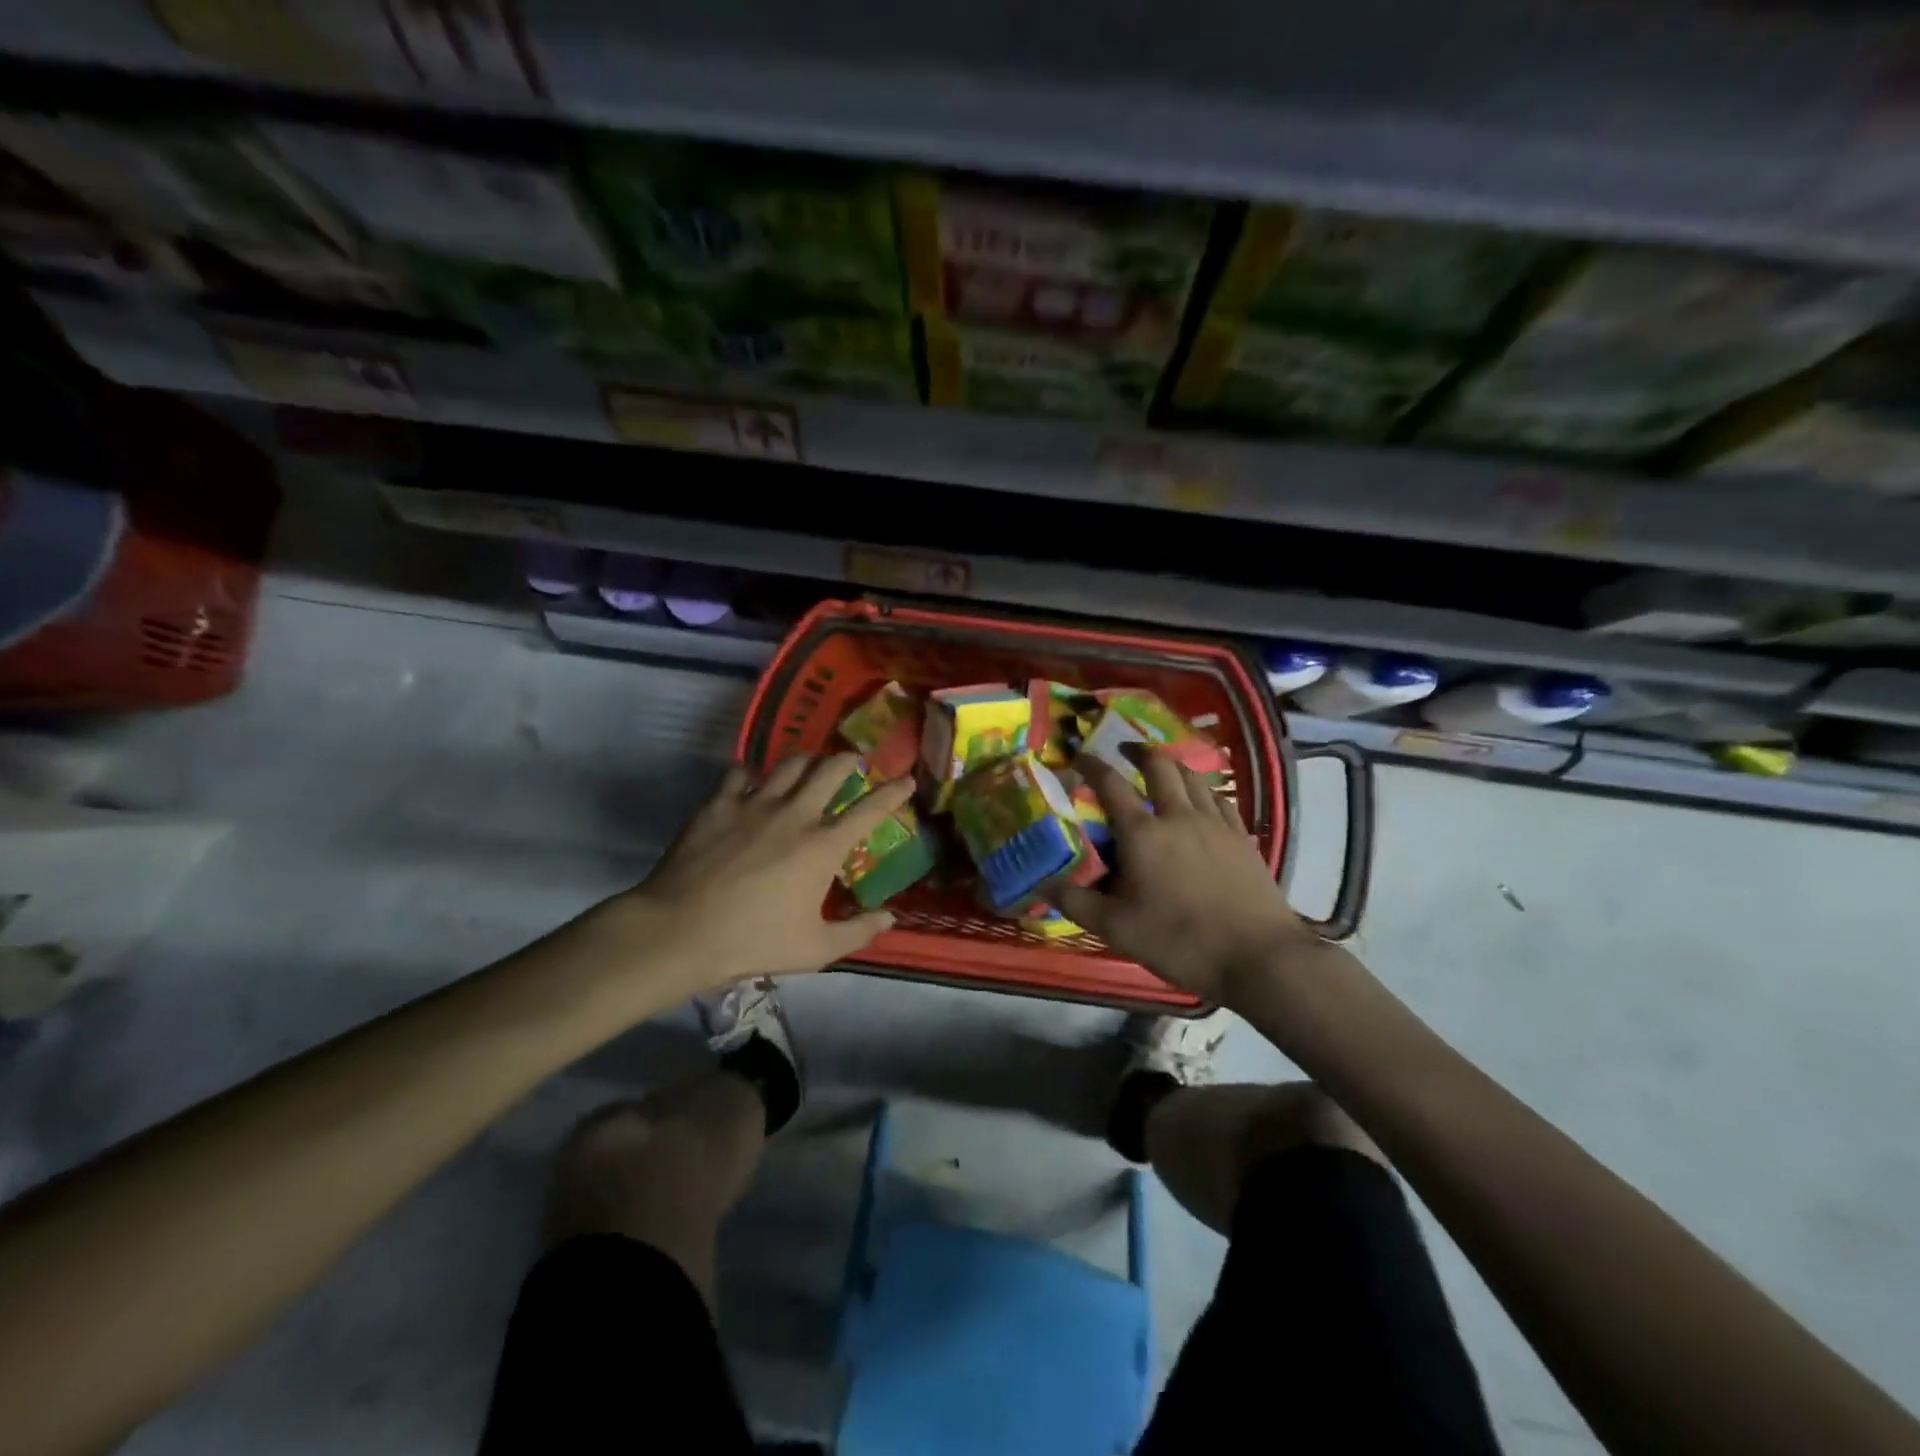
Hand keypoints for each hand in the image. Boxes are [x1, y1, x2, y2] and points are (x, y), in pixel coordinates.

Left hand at [586, 752, 913, 993]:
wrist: (682, 930)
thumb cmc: (754, 942)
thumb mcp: (815, 949)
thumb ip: (858, 932)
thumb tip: (890, 917)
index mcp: (824, 846)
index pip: (870, 809)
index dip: (894, 792)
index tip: (907, 780)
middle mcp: (796, 814)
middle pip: (831, 769)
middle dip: (849, 759)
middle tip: (855, 760)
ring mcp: (755, 803)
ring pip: (789, 764)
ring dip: (807, 760)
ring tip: (811, 763)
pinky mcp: (719, 803)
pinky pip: (741, 774)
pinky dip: (752, 775)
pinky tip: (751, 783)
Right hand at [1052, 751, 1317, 1003]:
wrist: (1258, 956)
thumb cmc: (1180, 940)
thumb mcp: (1117, 928)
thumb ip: (1076, 902)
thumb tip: (1040, 884)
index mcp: (1143, 833)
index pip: (1110, 785)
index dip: (1091, 765)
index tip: (1079, 755)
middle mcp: (1178, 816)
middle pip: (1160, 766)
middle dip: (1139, 752)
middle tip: (1125, 751)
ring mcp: (1216, 824)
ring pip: (1193, 777)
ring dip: (1173, 765)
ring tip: (1162, 770)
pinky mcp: (1242, 837)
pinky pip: (1221, 799)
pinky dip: (1204, 791)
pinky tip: (1203, 801)